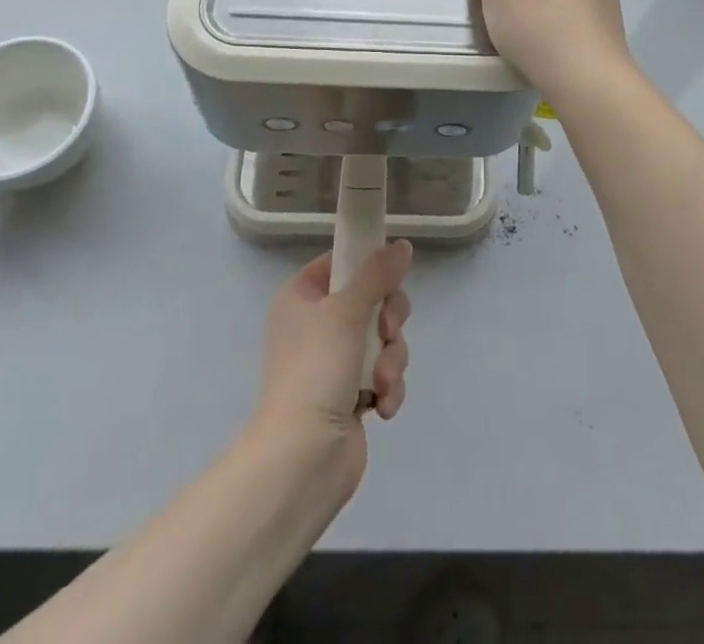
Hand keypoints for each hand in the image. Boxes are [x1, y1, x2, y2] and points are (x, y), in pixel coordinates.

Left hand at [253, 240, 412, 499]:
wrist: (302, 459)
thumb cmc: (316, 370)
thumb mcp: (346, 310)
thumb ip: (377, 274)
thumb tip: (402, 245)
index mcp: (301, 297)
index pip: (341, 262)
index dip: (368, 266)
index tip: (390, 275)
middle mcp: (315, 325)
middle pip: (371, 299)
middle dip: (389, 320)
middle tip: (388, 331)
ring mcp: (334, 361)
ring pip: (383, 338)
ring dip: (391, 359)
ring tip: (381, 382)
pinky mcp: (351, 394)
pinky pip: (383, 373)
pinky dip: (388, 387)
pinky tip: (382, 406)